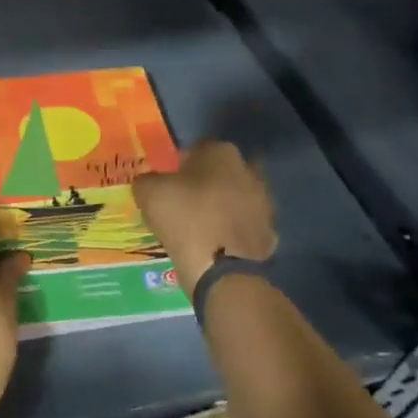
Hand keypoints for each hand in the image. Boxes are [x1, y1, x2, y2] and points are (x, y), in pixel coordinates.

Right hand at [132, 140, 277, 294]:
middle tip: (184, 202)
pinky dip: (232, 233)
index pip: (197, 149)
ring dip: (222, 208)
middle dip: (206, 183)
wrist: (221, 268)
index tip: (168, 183)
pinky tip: (215, 245)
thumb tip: (151, 182)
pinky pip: (244, 227)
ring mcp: (265, 203)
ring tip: (199, 227)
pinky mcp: (270, 233)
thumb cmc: (184, 218)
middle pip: (222, 172)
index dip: (180, 164)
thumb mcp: (148, 193)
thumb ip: (147, 180)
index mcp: (221, 153)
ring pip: (236, 199)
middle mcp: (249, 171)